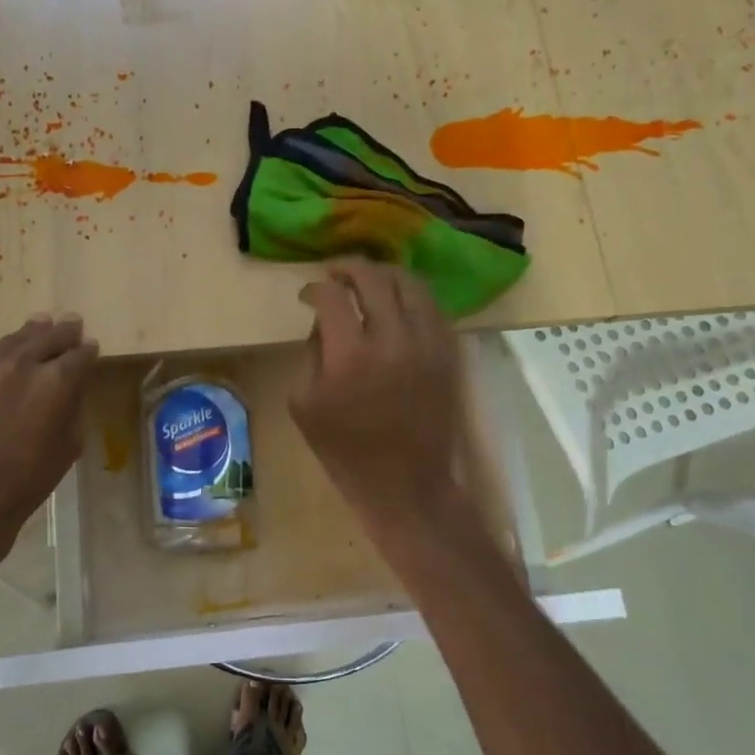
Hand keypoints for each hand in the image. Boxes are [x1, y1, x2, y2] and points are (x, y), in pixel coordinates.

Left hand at [0, 314, 99, 534]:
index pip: (80, 355)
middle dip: (65, 331)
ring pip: (17, 339)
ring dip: (34, 332)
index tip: (91, 347)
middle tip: (73, 323)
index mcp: (58, 381)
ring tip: (42, 323)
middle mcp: (24, 362)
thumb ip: (72, 410)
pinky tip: (9, 351)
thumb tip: (70, 393)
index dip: (88, 351)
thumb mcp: (68, 447)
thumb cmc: (25, 481)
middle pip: (50, 336)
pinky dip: (6, 350)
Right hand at [291, 262, 464, 532]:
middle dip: (349, 268)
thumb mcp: (305, 406)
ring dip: (384, 275)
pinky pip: (433, 307)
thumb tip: (324, 324)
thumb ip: (311, 355)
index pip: (332, 296)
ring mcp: (428, 344)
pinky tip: (398, 303)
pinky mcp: (449, 354)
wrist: (408, 486)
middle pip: (374, 278)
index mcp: (351, 356)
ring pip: (410, 284)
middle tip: (335, 274)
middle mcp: (393, 339)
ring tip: (368, 280)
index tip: (307, 294)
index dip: (315, 288)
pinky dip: (411, 296)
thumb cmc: (348, 453)